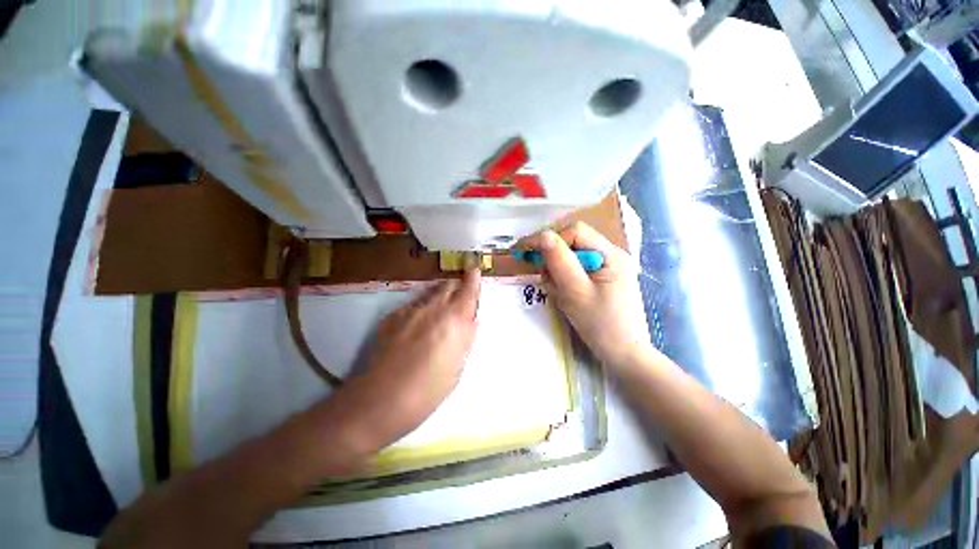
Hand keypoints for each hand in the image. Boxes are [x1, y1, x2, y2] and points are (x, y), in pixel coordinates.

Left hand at [343, 268, 481, 448]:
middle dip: (456, 286)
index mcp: (453, 321)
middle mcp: (432, 309)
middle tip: (460, 294)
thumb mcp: (457, 368)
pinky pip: (413, 305)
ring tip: (441, 307)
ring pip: (429, 293)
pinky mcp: (391, 318)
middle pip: (447, 286)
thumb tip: (471, 322)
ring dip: (439, 295)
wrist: (379, 402)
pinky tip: (418, 324)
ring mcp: (409, 311)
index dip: (473, 279)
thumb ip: (465, 339)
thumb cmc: (427, 392)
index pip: (467, 292)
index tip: (475, 269)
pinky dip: (421, 308)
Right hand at [526, 223, 652, 368]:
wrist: (624, 354)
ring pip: (571, 256)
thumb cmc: (601, 325)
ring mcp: (608, 267)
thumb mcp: (575, 292)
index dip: (548, 237)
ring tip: (558, 293)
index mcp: (610, 254)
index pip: (574, 231)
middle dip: (552, 257)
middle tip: (543, 276)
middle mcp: (611, 254)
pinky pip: (576, 269)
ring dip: (557, 270)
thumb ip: (559, 261)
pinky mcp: (602, 279)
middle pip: (573, 242)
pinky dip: (564, 279)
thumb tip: (543, 236)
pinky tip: (566, 295)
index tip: (525, 251)